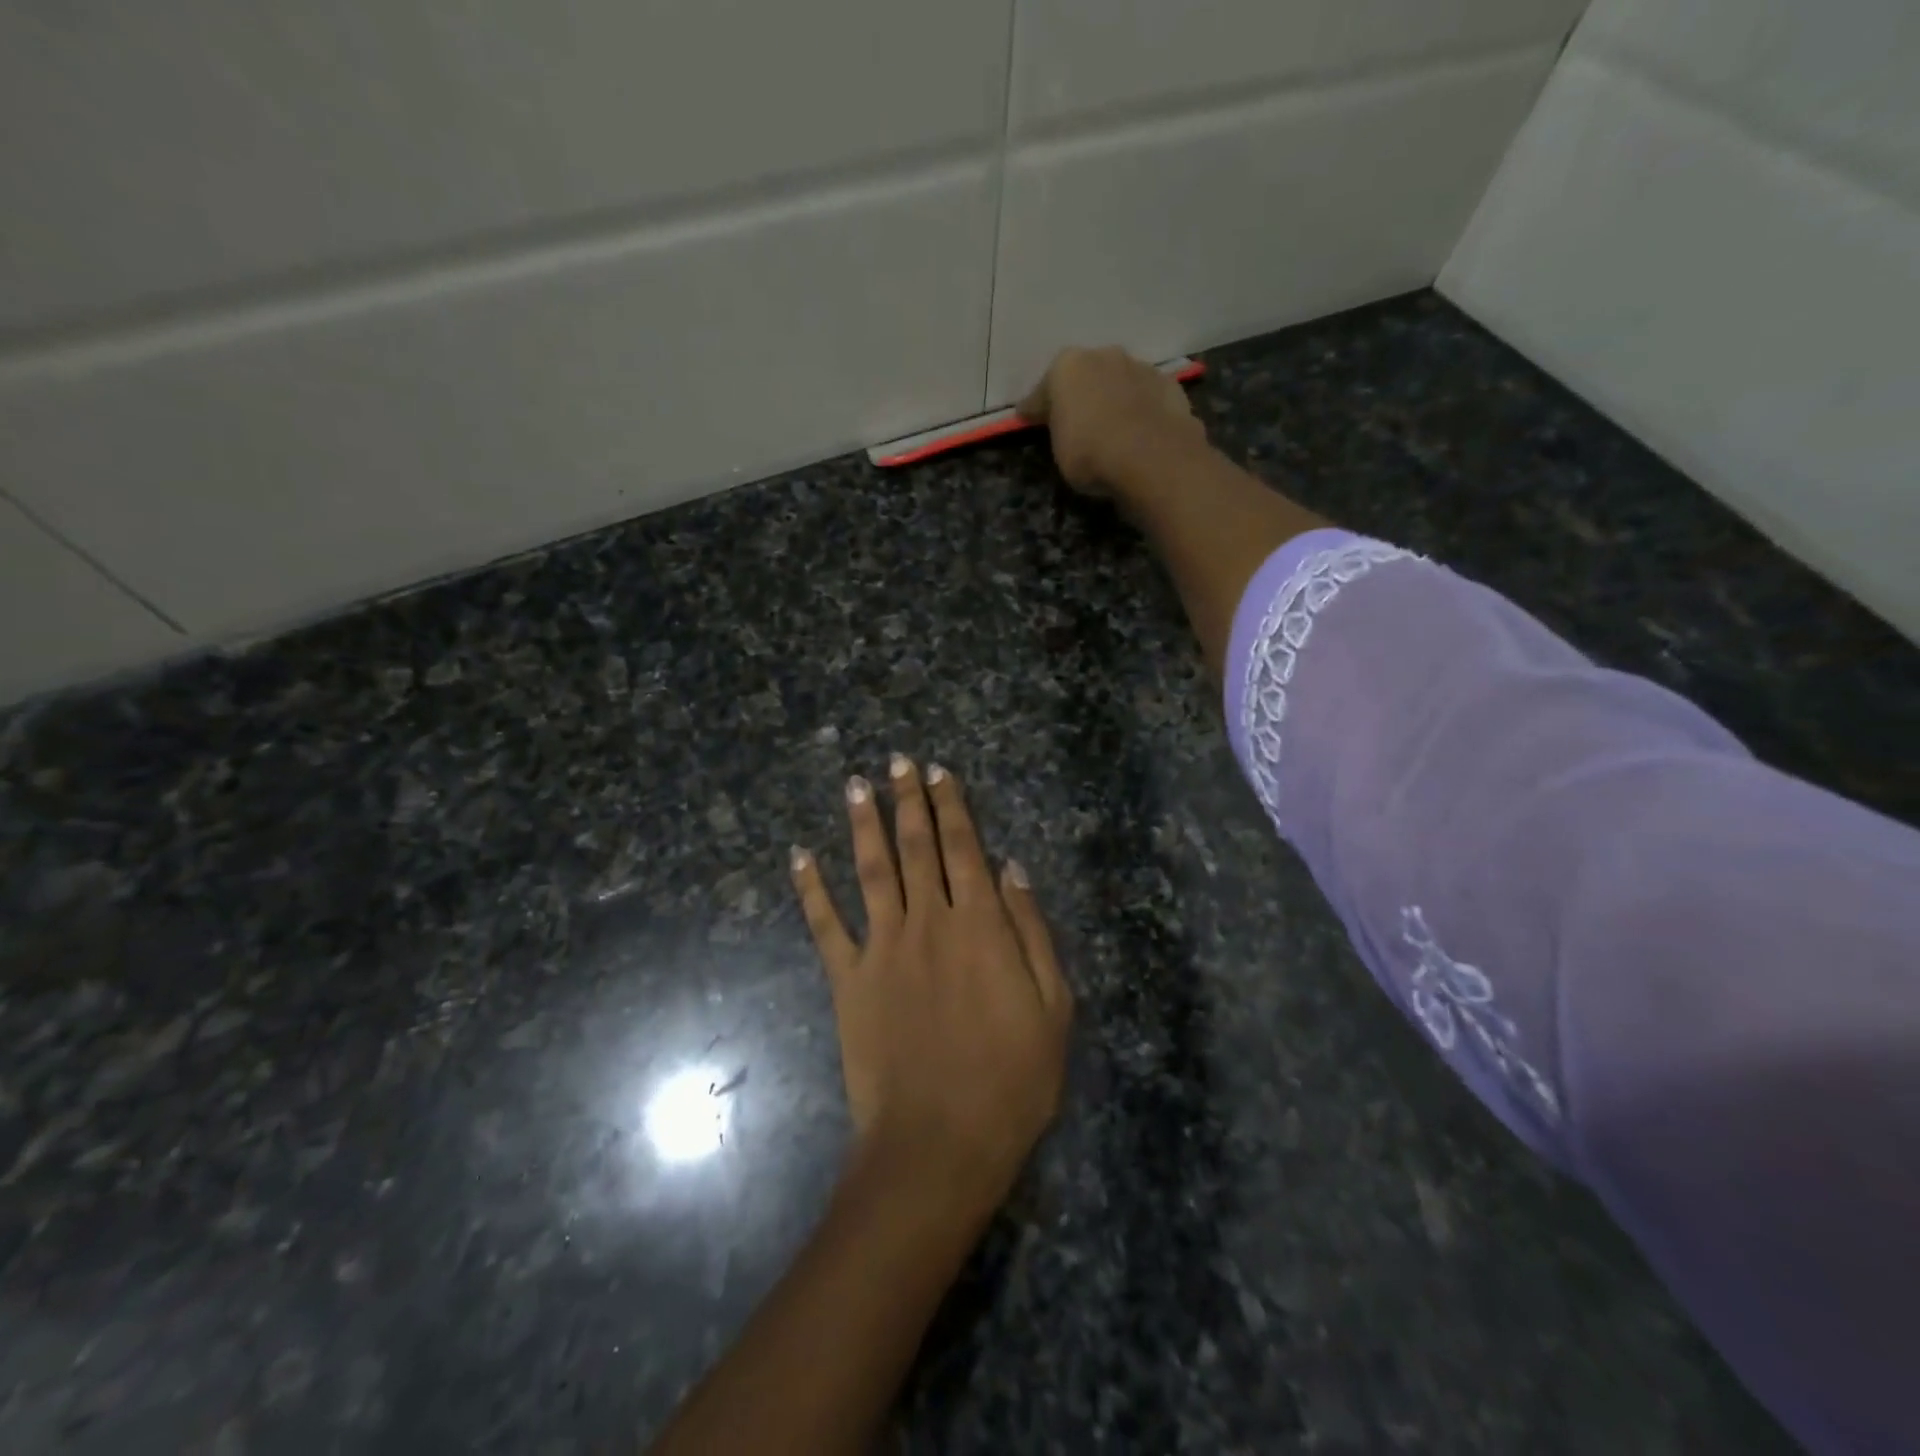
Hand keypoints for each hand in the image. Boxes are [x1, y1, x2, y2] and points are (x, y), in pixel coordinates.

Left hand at [790, 756, 1072, 1209]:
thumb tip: (1012, 868)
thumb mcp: (1053, 1006)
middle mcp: (927, 921)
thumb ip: (1032, 931)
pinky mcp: (847, 980)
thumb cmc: (1012, 1080)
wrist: (939, 1142)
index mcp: (979, 924)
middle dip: (907, 799)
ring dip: (862, 823)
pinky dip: (810, 888)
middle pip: (916, 846)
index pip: (963, 847)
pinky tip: (799, 855)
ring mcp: (882, 947)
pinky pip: (825, 924)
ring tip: (855, 785)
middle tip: (896, 761)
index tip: (938, 770)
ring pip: (870, 869)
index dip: (951, 804)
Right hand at [1018, 345, 1207, 496]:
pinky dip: (1142, 410)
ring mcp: (1142, 368)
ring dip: (1115, 398)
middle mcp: (1105, 355)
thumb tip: (1047, 418)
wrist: (1152, 459)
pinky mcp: (1172, 387)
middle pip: (1087, 376)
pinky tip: (1141, 431)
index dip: (1037, 407)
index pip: (1045, 388)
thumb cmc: (1090, 453)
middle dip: (1081, 394)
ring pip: (1120, 382)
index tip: (1030, 420)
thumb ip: (1055, 427)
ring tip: (1113, 427)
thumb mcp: (1057, 448)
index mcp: (1068, 366)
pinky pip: (1148, 398)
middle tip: (1077, 421)